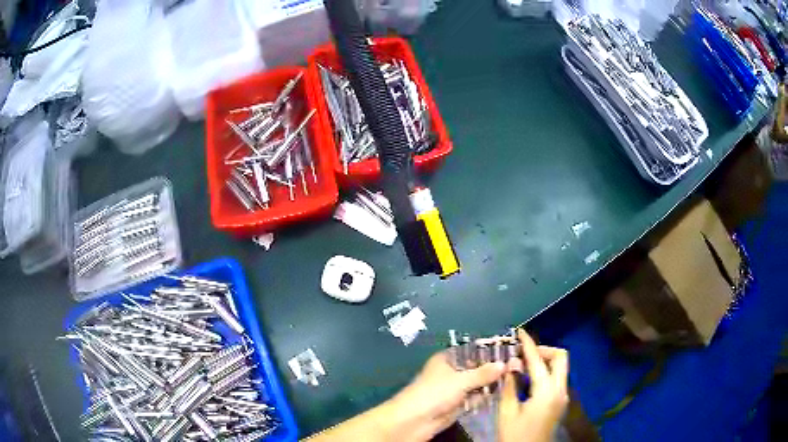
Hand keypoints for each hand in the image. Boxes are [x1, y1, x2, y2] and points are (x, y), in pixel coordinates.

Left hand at [381, 351, 507, 440]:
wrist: (413, 421)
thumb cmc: (434, 394)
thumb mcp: (460, 381)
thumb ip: (483, 373)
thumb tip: (504, 364)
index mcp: (447, 359)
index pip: (472, 350)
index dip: (489, 350)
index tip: (511, 349)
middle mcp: (452, 372)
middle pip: (476, 367)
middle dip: (494, 367)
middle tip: (518, 364)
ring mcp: (455, 389)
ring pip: (478, 383)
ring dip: (492, 382)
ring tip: (516, 377)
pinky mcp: (457, 404)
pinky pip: (475, 397)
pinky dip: (486, 395)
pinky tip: (504, 392)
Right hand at [498, 330, 568, 441]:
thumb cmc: (515, 435)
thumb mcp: (506, 412)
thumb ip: (509, 386)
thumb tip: (510, 365)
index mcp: (546, 391)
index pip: (538, 361)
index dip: (528, 344)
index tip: (520, 332)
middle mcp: (560, 390)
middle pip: (560, 358)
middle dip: (544, 350)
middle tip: (523, 353)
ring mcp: (562, 396)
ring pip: (560, 367)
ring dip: (544, 361)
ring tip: (522, 364)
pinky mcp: (560, 402)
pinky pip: (556, 378)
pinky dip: (545, 372)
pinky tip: (527, 379)